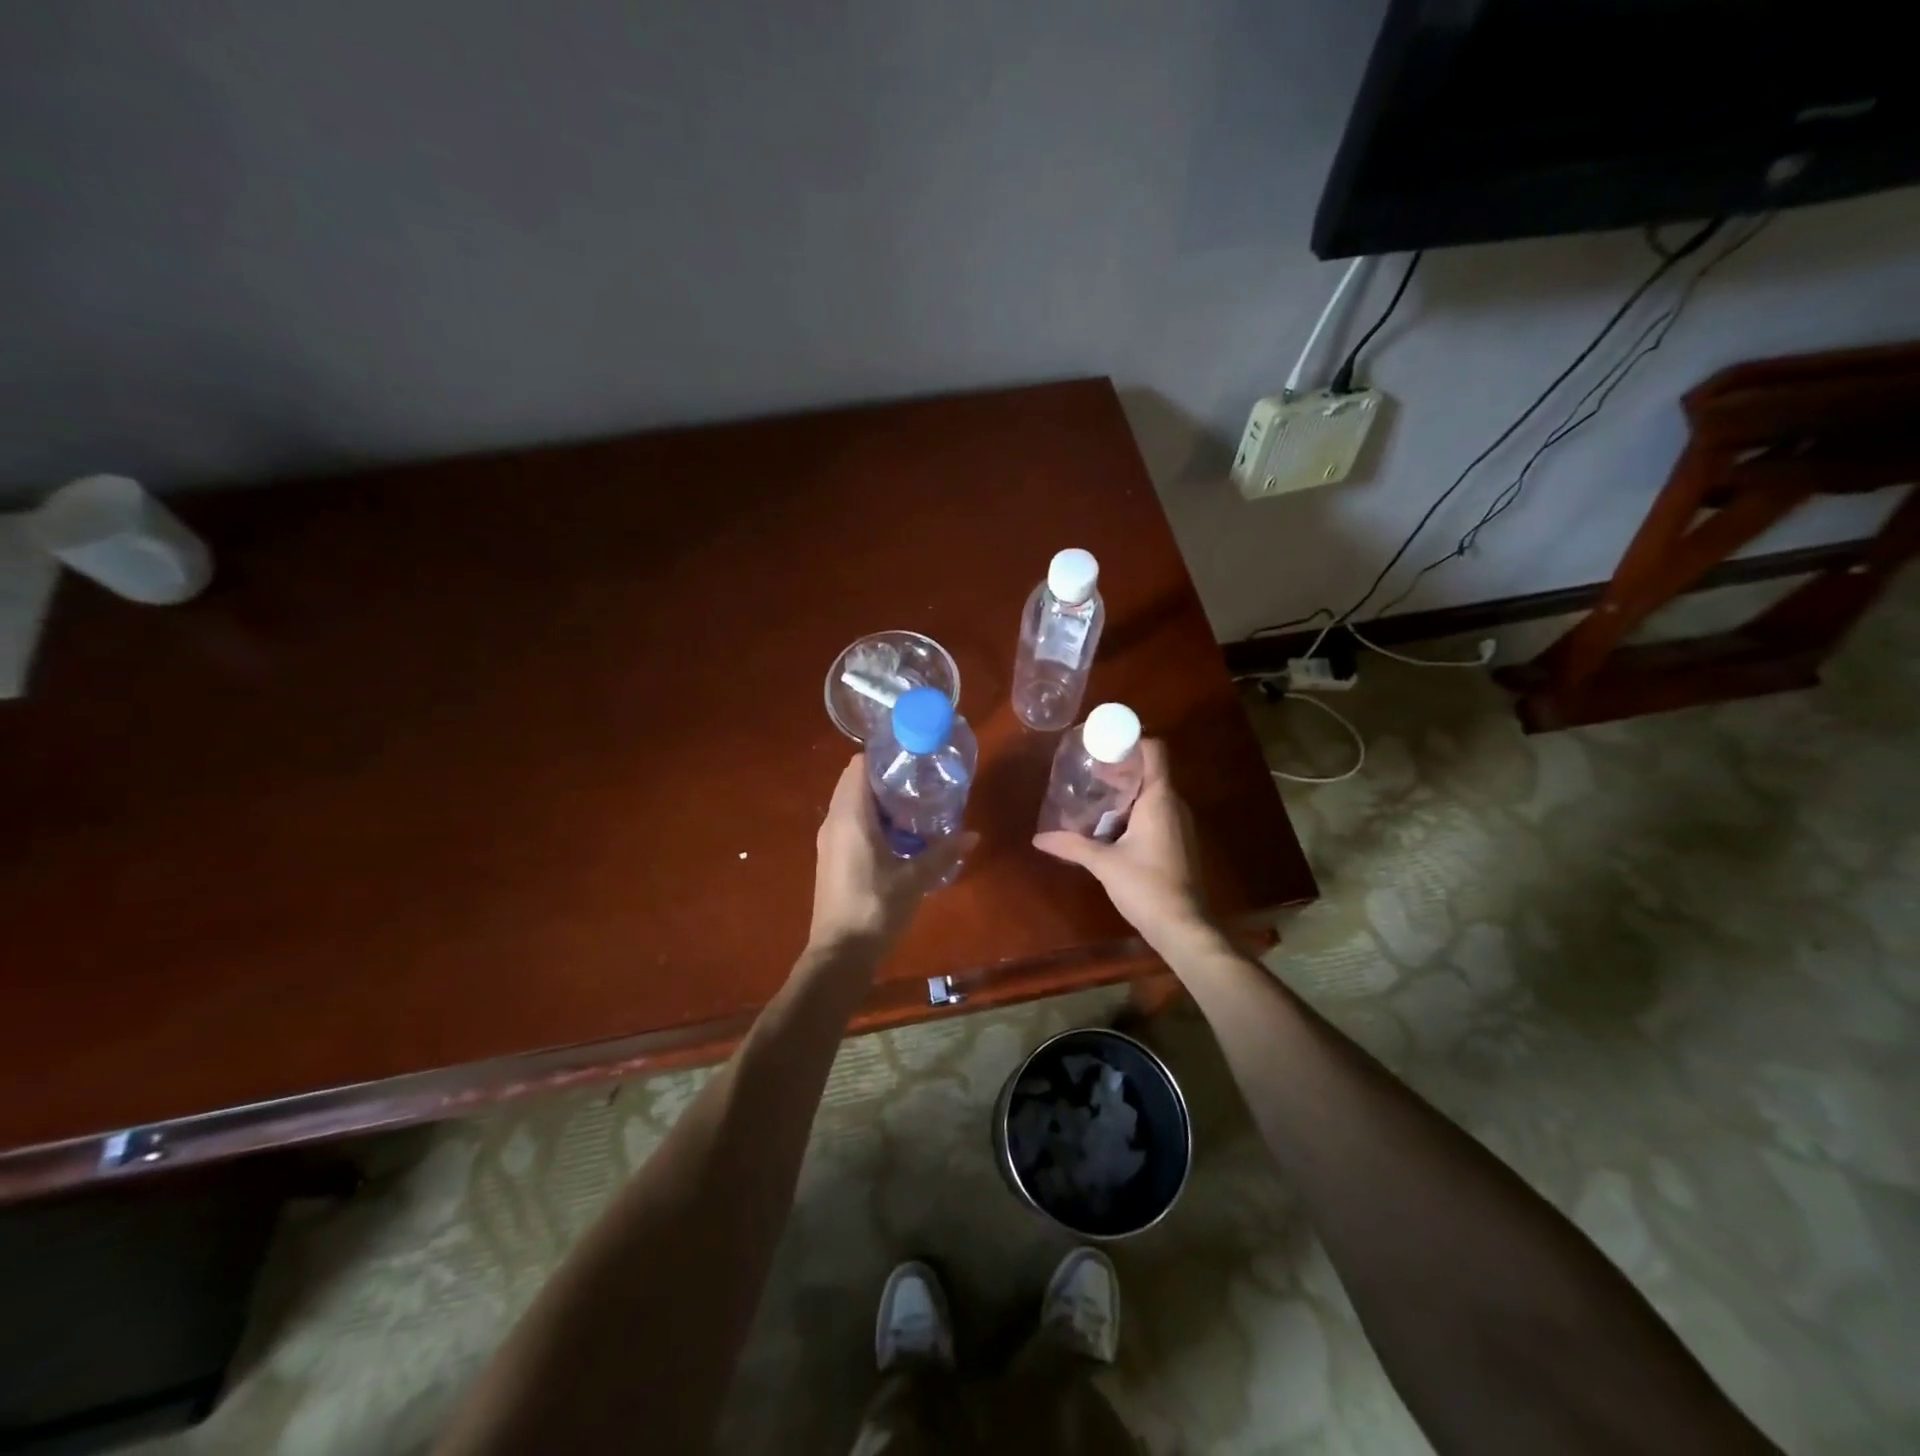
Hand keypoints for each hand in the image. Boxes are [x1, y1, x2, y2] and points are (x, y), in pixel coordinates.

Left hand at [809, 755, 974, 957]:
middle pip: (855, 782)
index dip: (883, 756)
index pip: (858, 765)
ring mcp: (829, 841)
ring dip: (879, 801)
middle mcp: (833, 821)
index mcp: (850, 816)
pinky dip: (871, 820)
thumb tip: (973, 835)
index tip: (912, 758)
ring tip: (915, 805)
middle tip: (920, 780)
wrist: (840, 955)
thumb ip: (943, 853)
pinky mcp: (832, 858)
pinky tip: (899, 835)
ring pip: (852, 804)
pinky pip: (850, 824)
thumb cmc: (875, 908)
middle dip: (885, 777)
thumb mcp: (915, 879)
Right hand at [1033, 739, 1209, 950]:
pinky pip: (1156, 813)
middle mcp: (1174, 804)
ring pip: (1152, 794)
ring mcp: (1179, 824)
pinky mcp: (1178, 842)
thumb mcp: (1103, 863)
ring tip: (1094, 799)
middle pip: (1150, 770)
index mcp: (1159, 798)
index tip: (1102, 746)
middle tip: (1088, 773)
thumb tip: (1039, 838)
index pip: (1154, 750)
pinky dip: (1134, 811)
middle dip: (1120, 768)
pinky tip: (1110, 827)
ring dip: (1125, 793)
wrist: (1183, 926)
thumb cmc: (1146, 886)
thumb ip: (1072, 845)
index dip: (1131, 741)